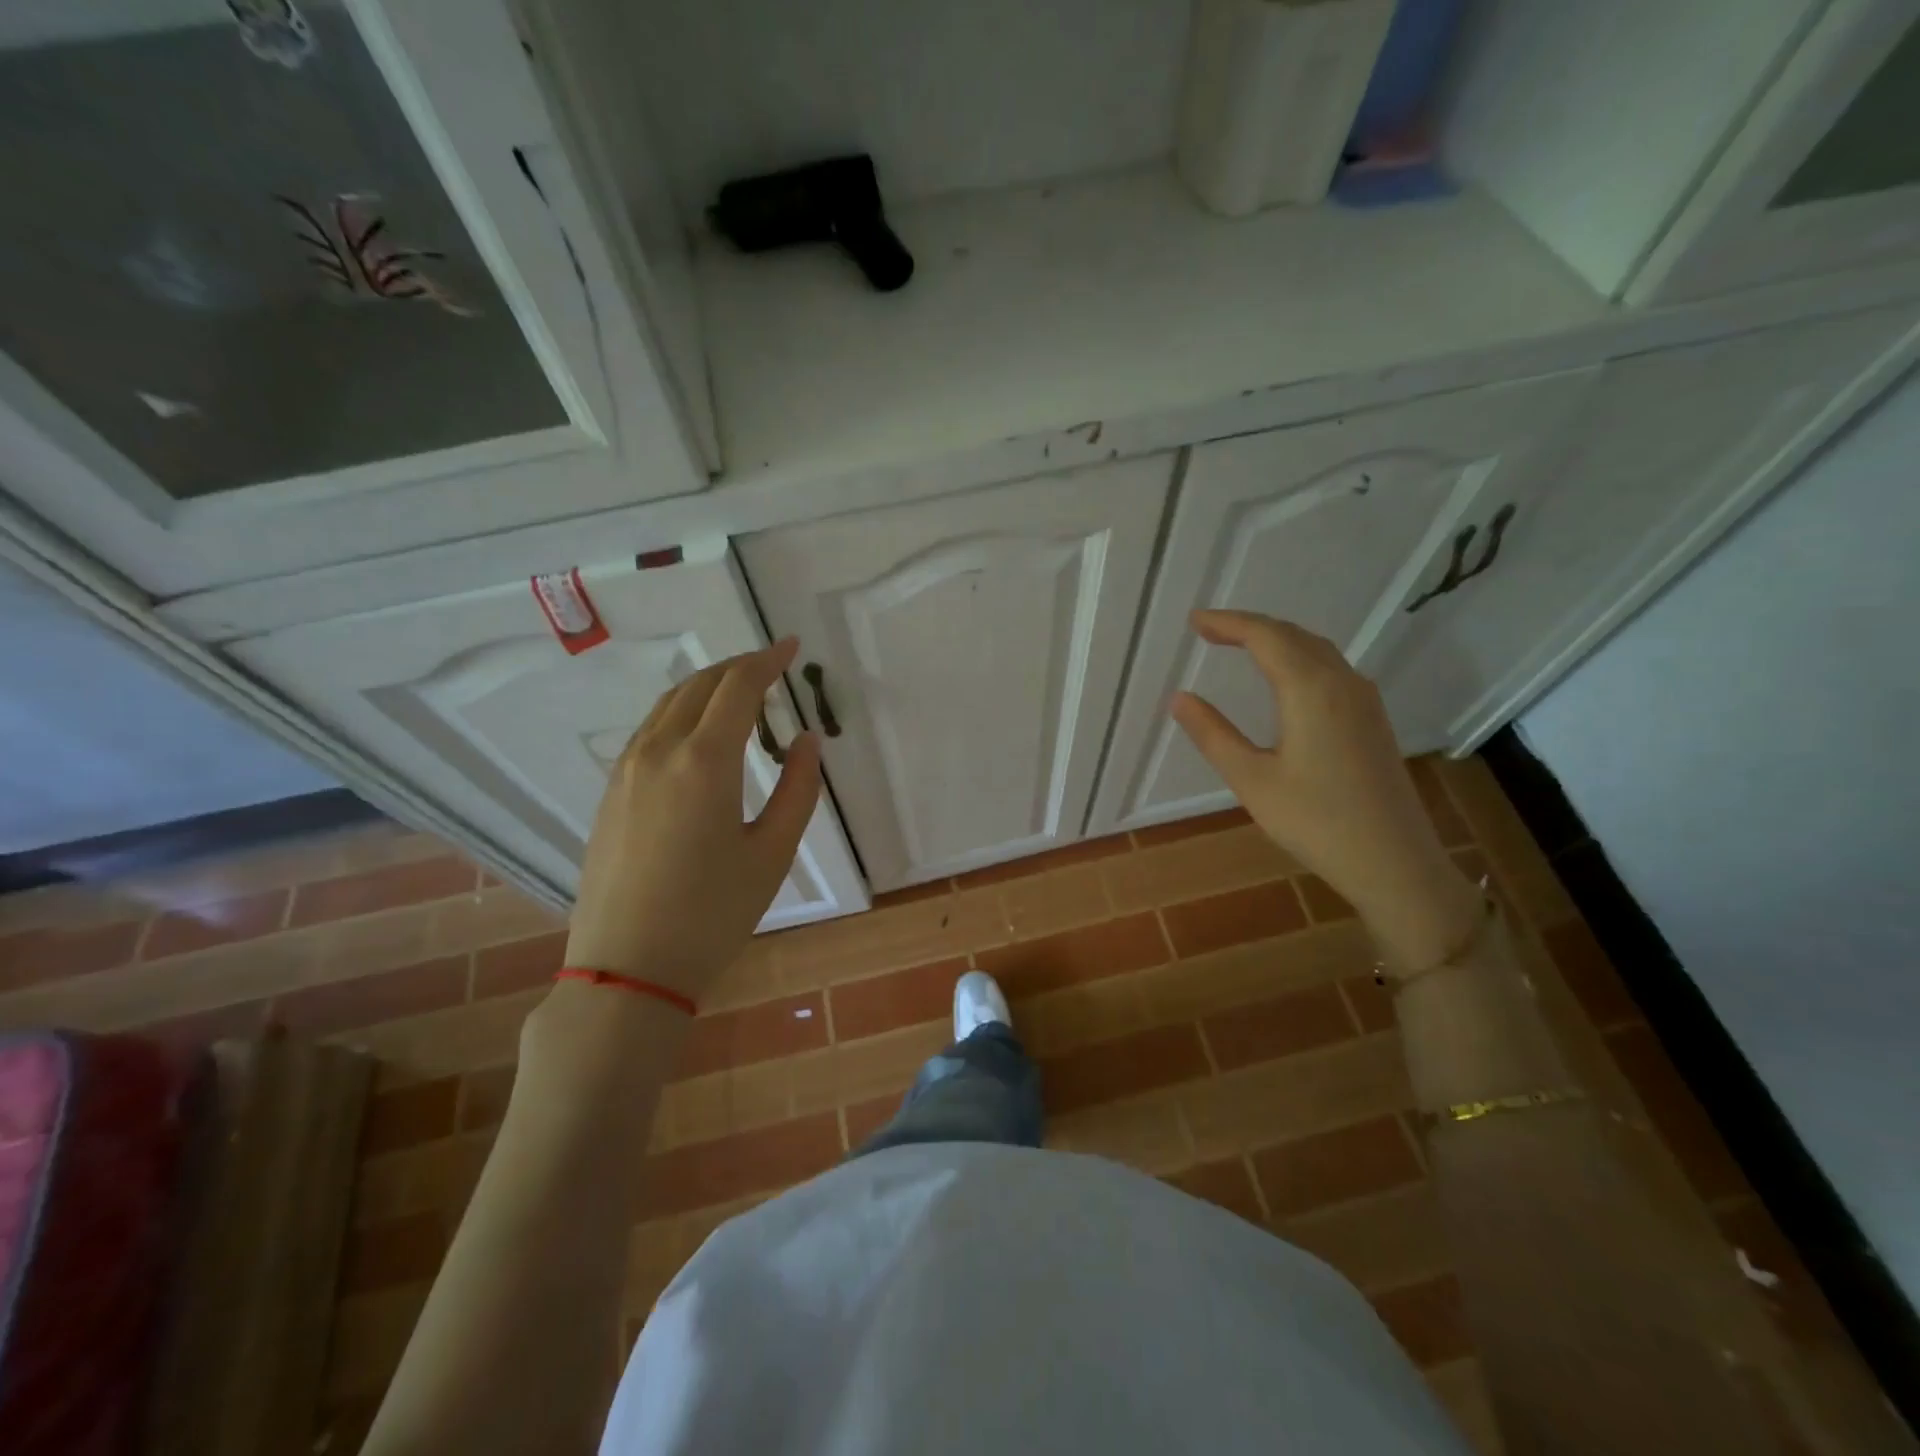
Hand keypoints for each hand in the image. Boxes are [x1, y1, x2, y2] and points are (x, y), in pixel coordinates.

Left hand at [563, 638, 821, 1001]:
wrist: (627, 967)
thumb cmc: (712, 913)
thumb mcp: (772, 853)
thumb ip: (798, 790)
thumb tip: (806, 741)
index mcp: (704, 761)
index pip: (738, 687)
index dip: (768, 661)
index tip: (792, 648)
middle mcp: (658, 751)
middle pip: (699, 686)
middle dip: (738, 668)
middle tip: (771, 667)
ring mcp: (626, 770)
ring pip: (668, 705)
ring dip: (706, 688)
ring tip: (739, 695)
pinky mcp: (610, 793)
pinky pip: (649, 731)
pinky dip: (680, 714)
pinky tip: (698, 735)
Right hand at [1168, 610, 1480, 971]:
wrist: (1395, 862)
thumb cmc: (1316, 822)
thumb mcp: (1252, 780)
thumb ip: (1213, 735)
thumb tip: (1179, 698)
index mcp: (1310, 690)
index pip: (1264, 637)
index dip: (1227, 623)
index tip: (1193, 621)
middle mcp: (1342, 683)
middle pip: (1292, 635)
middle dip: (1249, 626)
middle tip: (1209, 630)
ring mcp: (1364, 700)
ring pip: (1316, 649)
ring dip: (1277, 640)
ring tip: (1241, 645)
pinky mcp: (1373, 719)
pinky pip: (1331, 668)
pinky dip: (1299, 657)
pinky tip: (1286, 678)